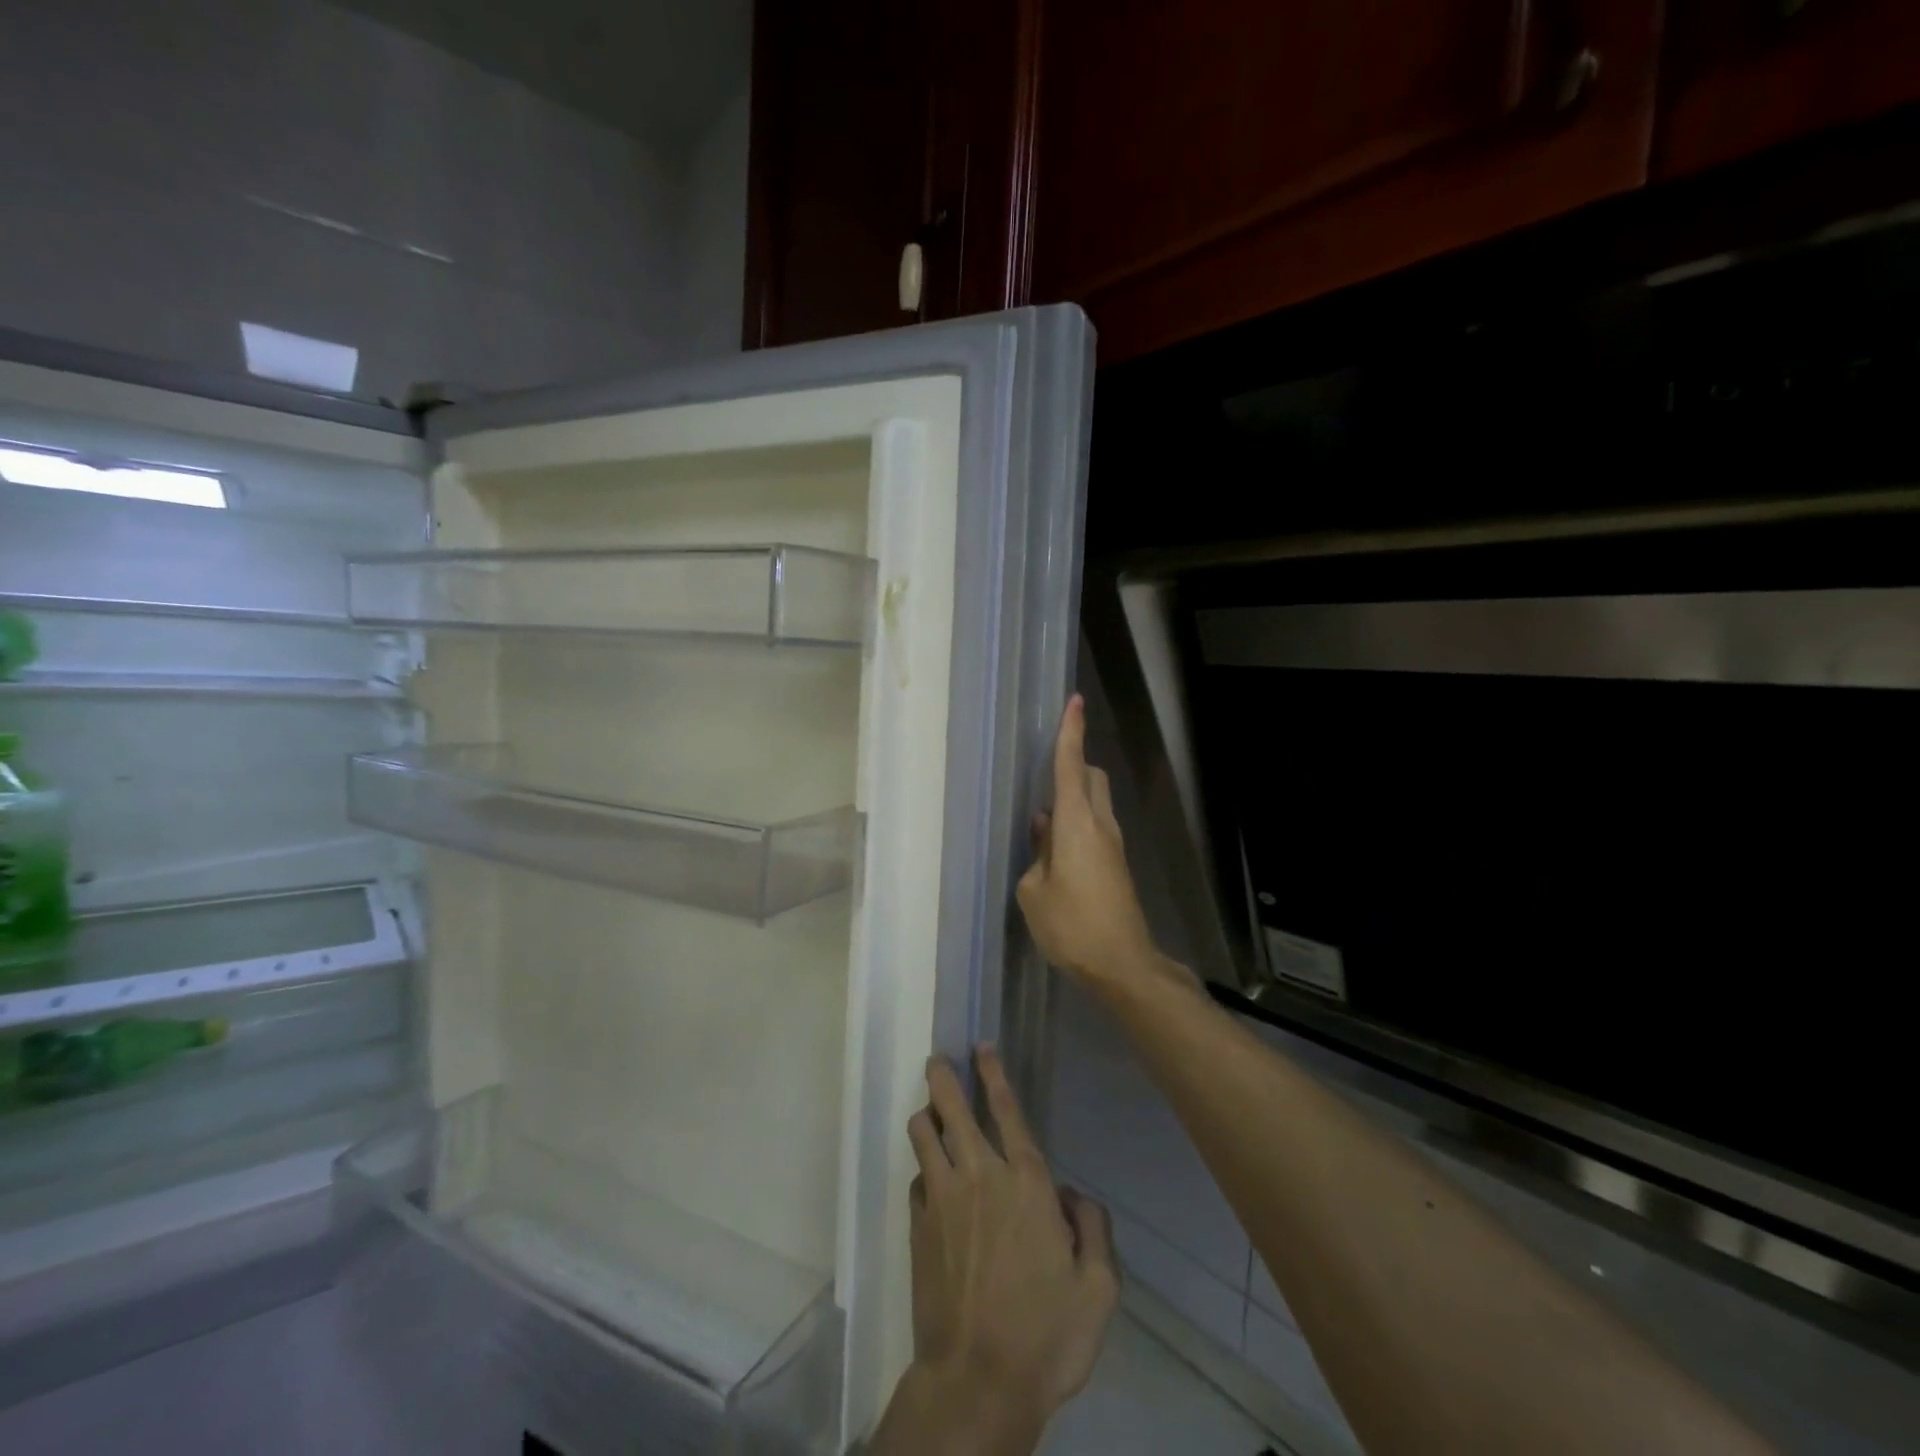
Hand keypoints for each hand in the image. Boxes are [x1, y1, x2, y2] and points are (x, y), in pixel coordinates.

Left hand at [895, 1048, 1118, 1449]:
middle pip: (952, 1108)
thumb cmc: (1047, 1335)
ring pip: (923, 1134)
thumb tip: (1073, 1197)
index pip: (1007, 1111)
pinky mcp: (917, 1226)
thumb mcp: (1098, 1289)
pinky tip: (931, 1181)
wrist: (978, 1382)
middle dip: (942, 1077)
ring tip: (931, 1113)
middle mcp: (980, 1176)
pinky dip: (924, 1170)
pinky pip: (916, 1178)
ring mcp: (942, 1199)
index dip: (993, 1074)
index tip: (980, 1046)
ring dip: (926, 1117)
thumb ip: (1093, 1229)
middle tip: (937, 1060)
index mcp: (1027, 1183)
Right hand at [1017, 696, 1190, 1000]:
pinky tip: (1055, 854)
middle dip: (1074, 766)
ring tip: (1042, 828)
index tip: (1075, 702)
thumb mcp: (1034, 891)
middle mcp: (1100, 825)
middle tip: (1045, 779)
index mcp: (1076, 824)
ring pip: (1095, 803)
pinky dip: (1077, 825)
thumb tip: (1044, 829)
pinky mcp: (1117, 864)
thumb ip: (1037, 853)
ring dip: (1073, 800)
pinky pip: (1095, 827)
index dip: (1072, 733)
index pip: (1072, 767)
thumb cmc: (1071, 926)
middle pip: (1091, 778)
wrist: (1123, 964)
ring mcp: (1113, 845)